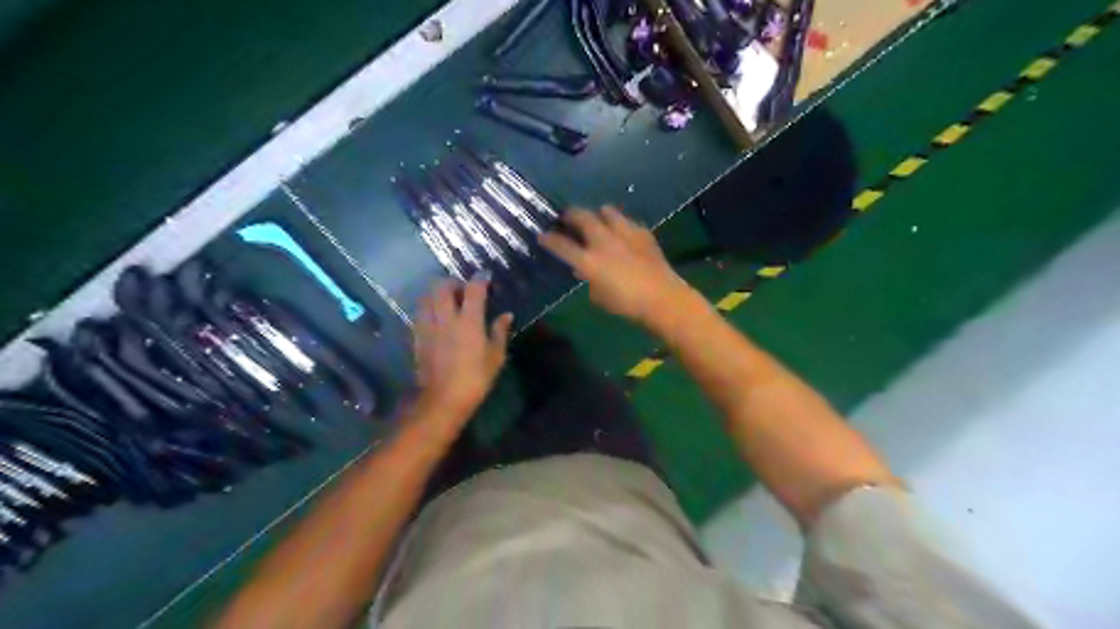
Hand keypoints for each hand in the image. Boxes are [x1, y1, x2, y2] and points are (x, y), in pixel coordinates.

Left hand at [412, 279, 512, 425]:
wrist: (442, 400)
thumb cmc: (475, 379)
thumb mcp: (495, 357)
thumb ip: (499, 332)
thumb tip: (506, 315)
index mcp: (469, 321)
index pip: (473, 289)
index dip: (480, 279)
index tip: (486, 277)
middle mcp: (446, 318)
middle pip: (442, 287)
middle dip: (453, 282)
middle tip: (462, 289)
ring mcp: (428, 326)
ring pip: (426, 297)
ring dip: (436, 293)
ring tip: (446, 300)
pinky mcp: (417, 337)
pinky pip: (420, 313)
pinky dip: (428, 308)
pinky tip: (436, 317)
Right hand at [541, 207, 697, 327]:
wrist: (662, 298)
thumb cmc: (626, 304)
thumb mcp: (599, 297)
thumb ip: (588, 280)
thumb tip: (583, 270)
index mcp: (589, 260)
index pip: (561, 245)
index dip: (549, 239)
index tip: (542, 236)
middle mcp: (603, 241)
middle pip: (582, 216)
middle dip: (571, 215)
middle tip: (567, 217)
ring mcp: (624, 233)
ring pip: (607, 211)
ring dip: (598, 214)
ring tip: (597, 218)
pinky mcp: (642, 232)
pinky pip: (627, 221)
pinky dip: (620, 224)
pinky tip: (622, 232)